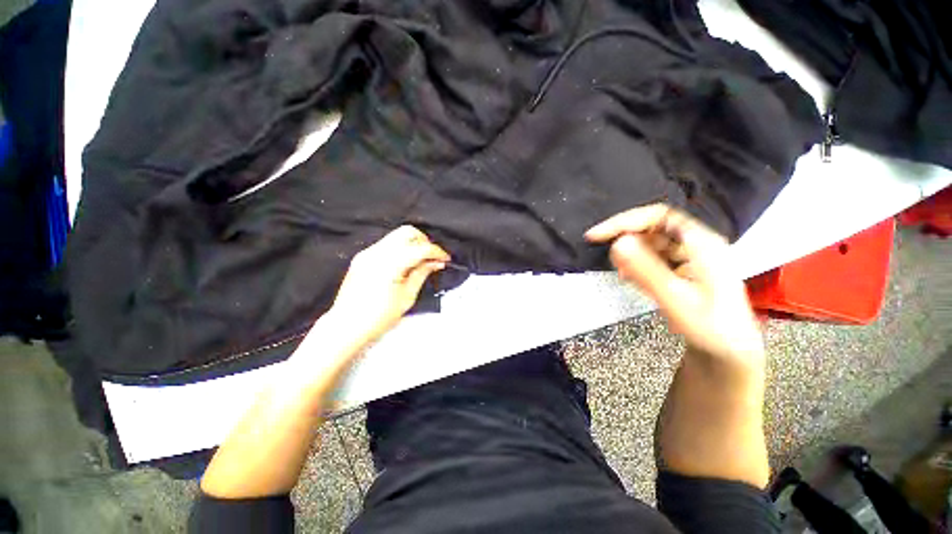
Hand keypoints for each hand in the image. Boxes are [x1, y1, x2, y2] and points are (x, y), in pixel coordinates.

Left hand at [329, 225, 449, 345]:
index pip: (420, 248)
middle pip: (407, 232)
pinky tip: (405, 263)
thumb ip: (422, 273)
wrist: (347, 325)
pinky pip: (387, 244)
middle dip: (424, 241)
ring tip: (420, 261)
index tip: (446, 259)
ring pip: (396, 236)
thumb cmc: (379, 317)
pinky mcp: (362, 256)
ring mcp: (367, 252)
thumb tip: (436, 262)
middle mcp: (377, 252)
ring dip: (412, 244)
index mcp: (390, 264)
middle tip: (432, 257)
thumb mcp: (407, 296)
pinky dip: (400, 248)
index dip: (437, 252)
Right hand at [585, 204, 763, 370]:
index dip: (625, 221)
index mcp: (702, 244)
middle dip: (626, 239)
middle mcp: (696, 244)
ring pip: (651, 243)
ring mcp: (689, 256)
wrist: (728, 352)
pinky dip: (637, 264)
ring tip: (621, 272)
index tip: (598, 235)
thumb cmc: (710, 328)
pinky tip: (629, 277)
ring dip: (631, 253)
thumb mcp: (676, 299)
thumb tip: (617, 244)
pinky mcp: (682, 269)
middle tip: (608, 256)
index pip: (659, 216)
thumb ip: (646, 270)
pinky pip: (653, 257)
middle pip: (653, 227)